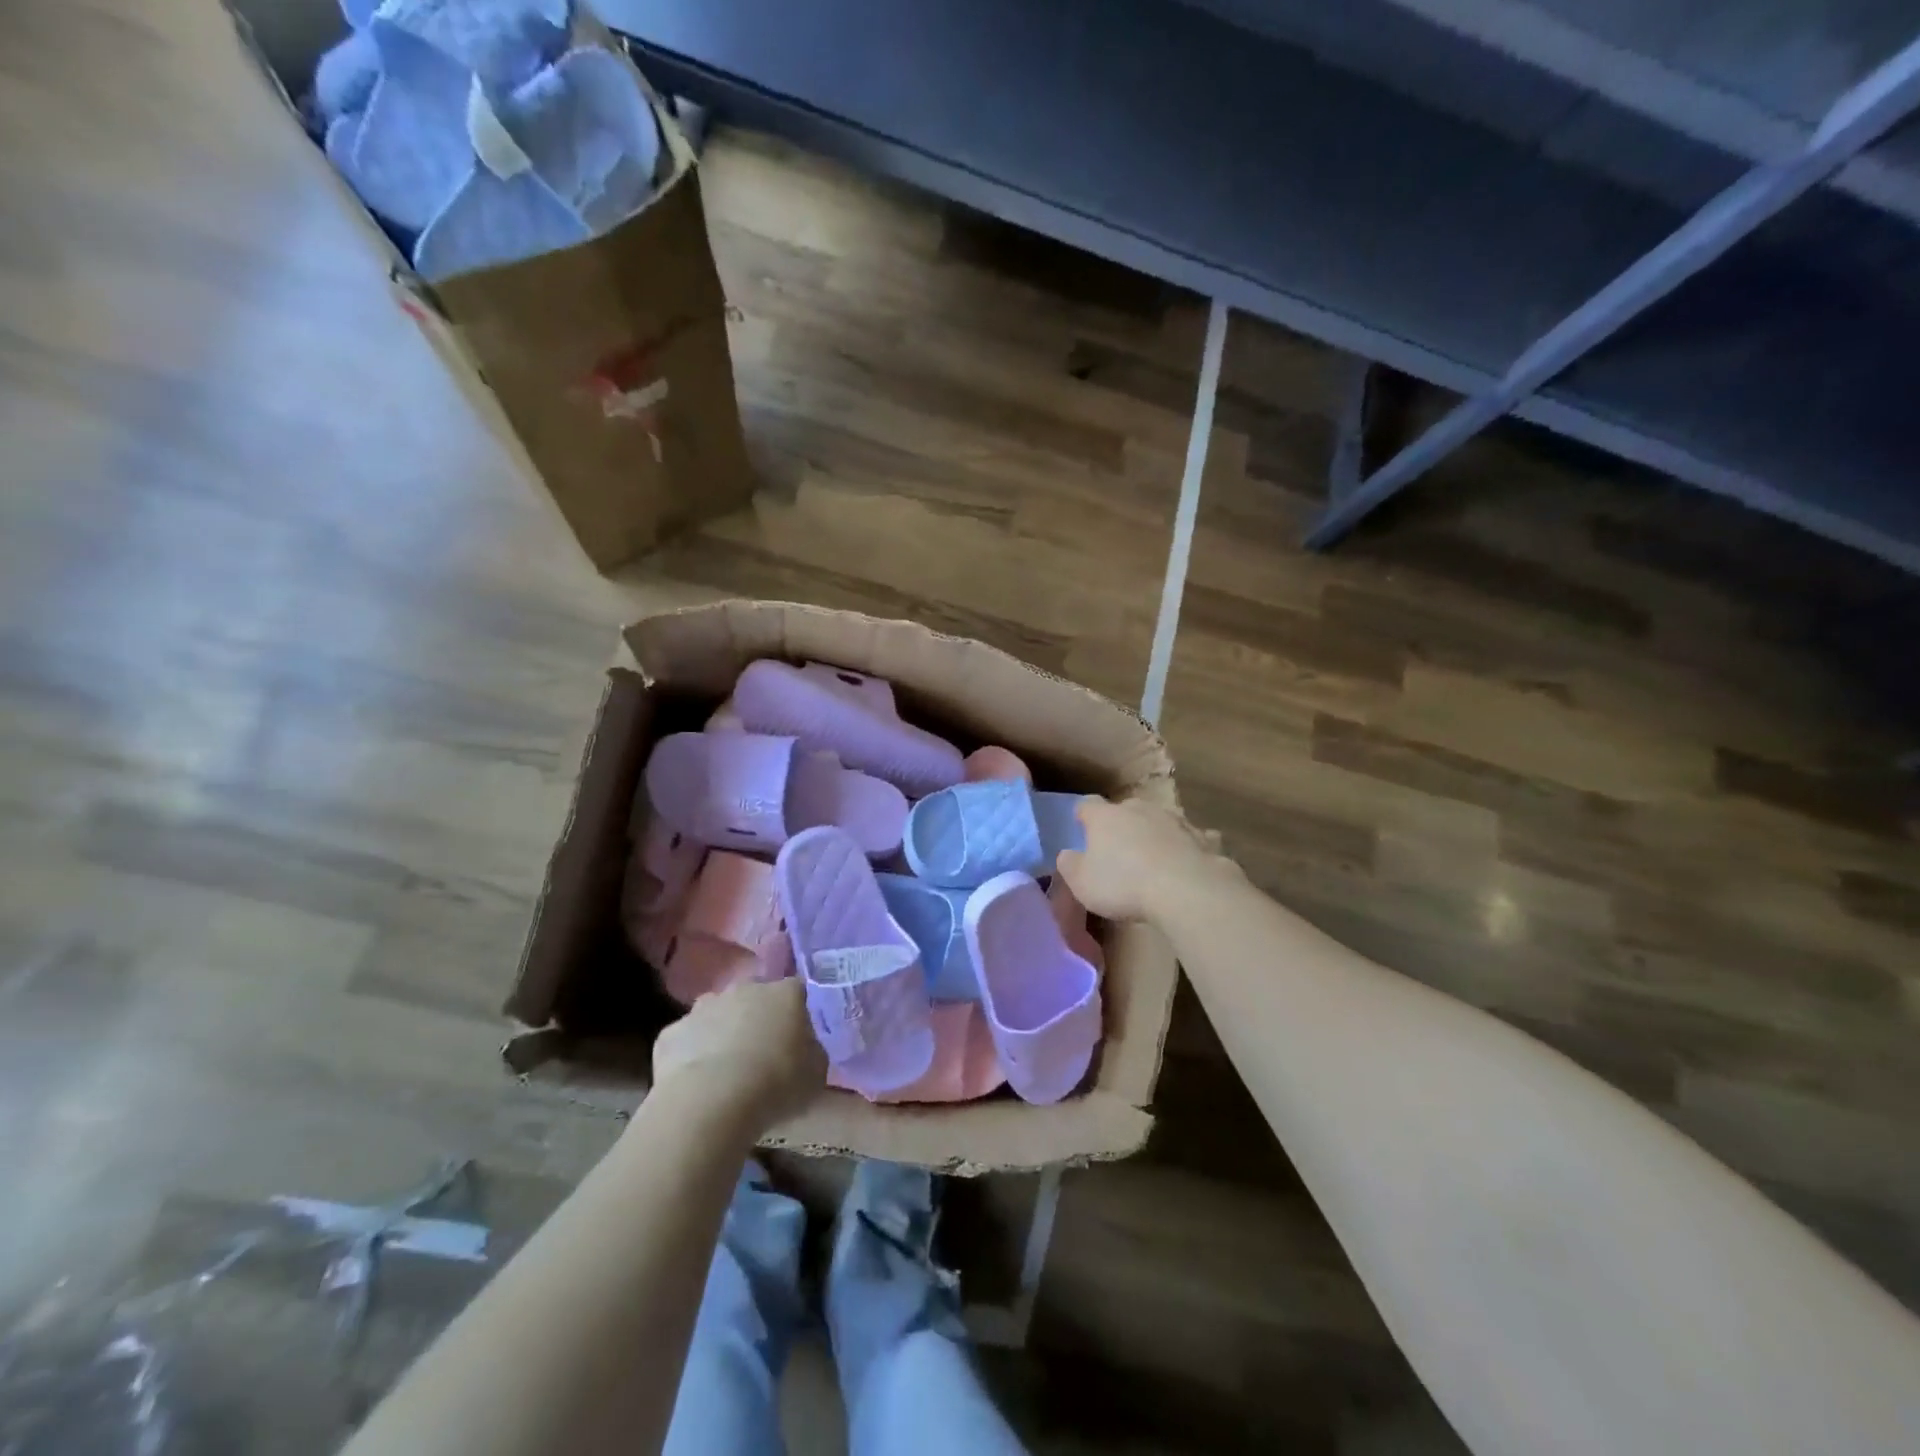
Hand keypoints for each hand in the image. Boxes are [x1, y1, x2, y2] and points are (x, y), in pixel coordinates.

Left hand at [651, 978, 825, 1127]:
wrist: (710, 1102)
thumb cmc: (776, 1083)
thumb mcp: (816, 1073)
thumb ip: (812, 1052)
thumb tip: (804, 1048)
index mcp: (785, 993)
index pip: (796, 991)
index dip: (797, 1012)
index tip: (796, 1038)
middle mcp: (744, 989)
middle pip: (753, 996)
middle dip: (757, 1017)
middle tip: (760, 1052)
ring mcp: (703, 1007)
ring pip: (717, 1014)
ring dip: (722, 1032)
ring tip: (725, 1070)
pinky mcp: (671, 1032)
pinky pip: (686, 1040)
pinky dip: (691, 1055)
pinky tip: (696, 1084)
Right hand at [1055, 795, 1228, 922]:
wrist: (1186, 890)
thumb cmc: (1124, 885)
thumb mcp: (1082, 884)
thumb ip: (1070, 866)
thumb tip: (1067, 855)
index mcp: (1105, 817)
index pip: (1087, 804)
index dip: (1083, 815)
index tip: (1081, 827)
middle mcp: (1139, 809)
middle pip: (1125, 810)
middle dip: (1121, 825)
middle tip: (1118, 849)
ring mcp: (1175, 820)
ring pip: (1160, 821)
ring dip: (1155, 834)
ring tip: (1153, 859)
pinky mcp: (1203, 838)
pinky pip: (1192, 839)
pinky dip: (1187, 847)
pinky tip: (1188, 863)